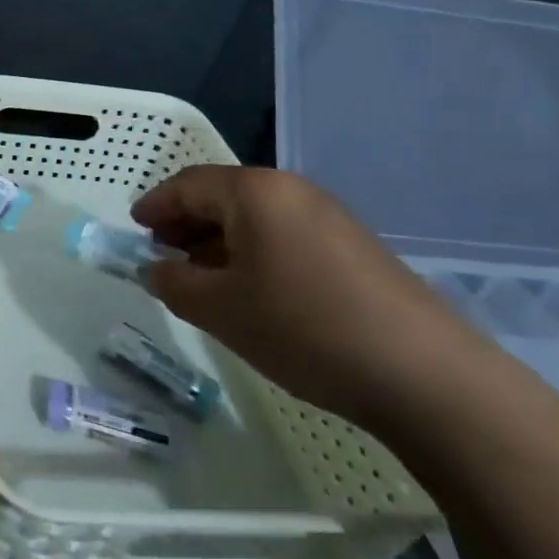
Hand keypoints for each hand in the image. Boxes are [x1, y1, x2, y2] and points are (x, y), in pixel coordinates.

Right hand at [133, 166, 491, 432]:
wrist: (424, 374)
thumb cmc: (304, 328)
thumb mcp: (220, 310)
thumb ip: (173, 283)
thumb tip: (155, 268)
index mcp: (255, 192)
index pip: (188, 185)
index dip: (155, 205)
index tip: (134, 228)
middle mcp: (291, 190)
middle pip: (222, 195)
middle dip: (186, 222)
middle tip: (163, 254)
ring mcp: (329, 216)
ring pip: (255, 217)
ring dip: (220, 240)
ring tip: (202, 277)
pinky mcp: (354, 245)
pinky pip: (285, 234)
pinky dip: (255, 252)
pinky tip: (253, 289)